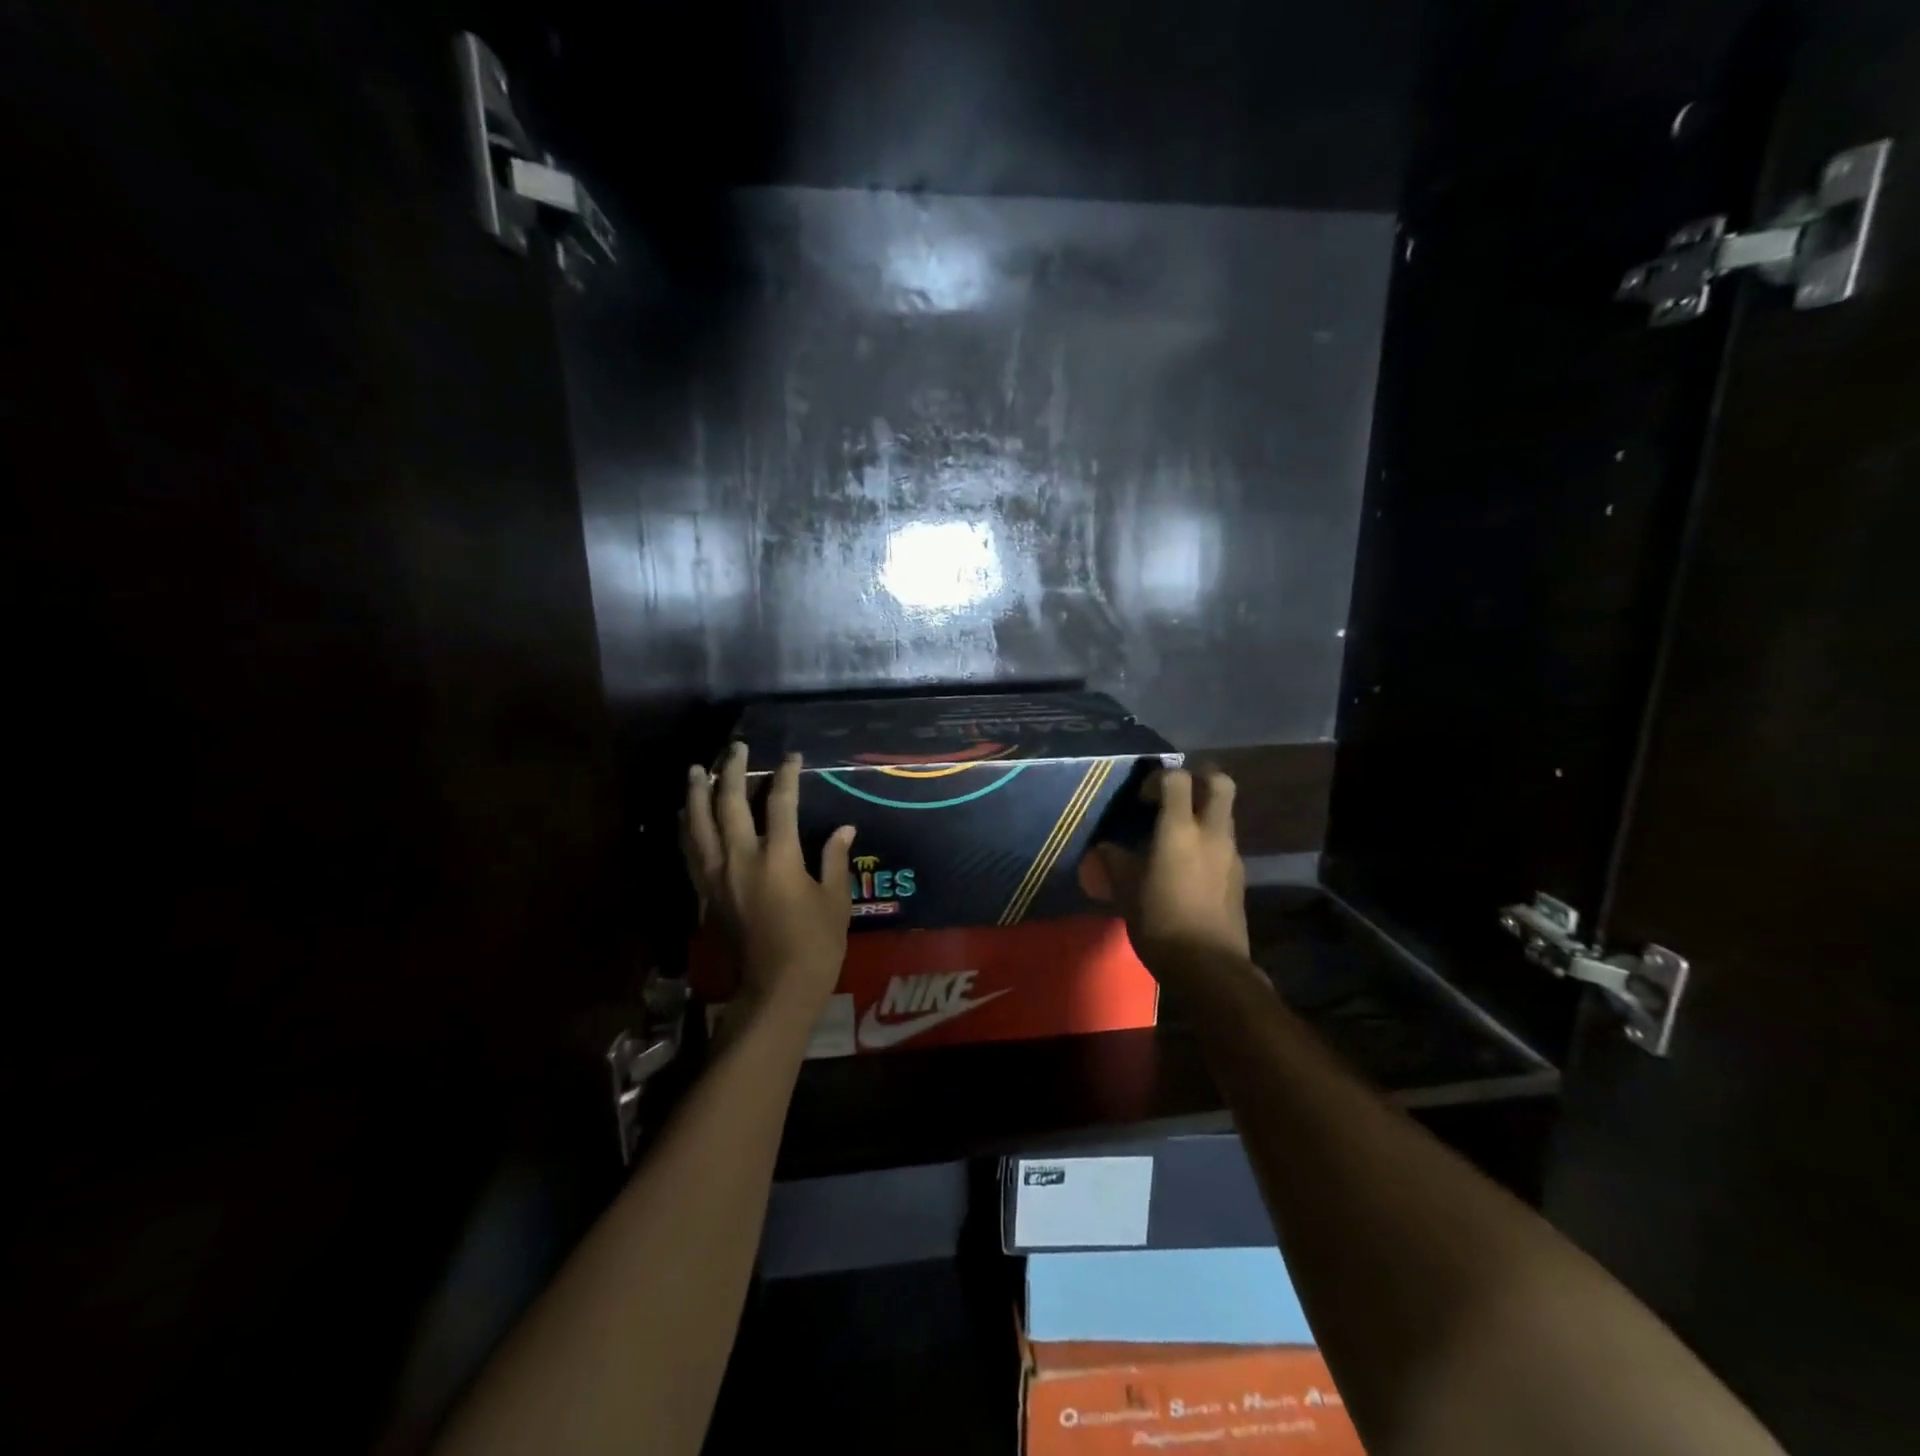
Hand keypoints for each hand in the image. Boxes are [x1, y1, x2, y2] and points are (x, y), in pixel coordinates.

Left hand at [683, 743, 856, 1023]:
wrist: (777, 989)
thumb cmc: (815, 945)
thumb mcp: (834, 900)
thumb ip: (834, 859)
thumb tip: (844, 828)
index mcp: (778, 858)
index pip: (780, 803)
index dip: (786, 775)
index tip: (792, 757)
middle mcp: (741, 860)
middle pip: (729, 804)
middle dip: (731, 771)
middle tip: (735, 747)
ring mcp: (718, 877)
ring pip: (699, 825)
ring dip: (697, 794)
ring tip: (695, 770)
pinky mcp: (706, 894)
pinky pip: (690, 852)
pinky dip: (687, 829)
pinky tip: (685, 815)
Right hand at [1088, 766, 1249, 970]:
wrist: (1209, 967)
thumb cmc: (1161, 922)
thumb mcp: (1126, 891)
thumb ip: (1115, 862)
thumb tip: (1106, 848)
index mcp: (1180, 830)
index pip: (1177, 779)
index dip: (1158, 778)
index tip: (1142, 798)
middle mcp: (1211, 833)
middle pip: (1220, 782)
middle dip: (1199, 777)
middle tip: (1175, 793)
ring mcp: (1230, 854)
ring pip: (1225, 813)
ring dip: (1204, 811)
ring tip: (1176, 833)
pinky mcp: (1239, 875)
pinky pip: (1225, 842)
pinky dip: (1208, 840)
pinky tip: (1187, 865)